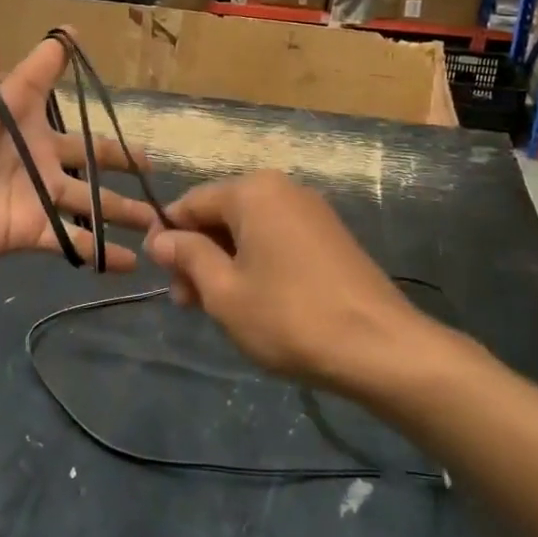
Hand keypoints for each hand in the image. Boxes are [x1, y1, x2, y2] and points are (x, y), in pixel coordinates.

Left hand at [0, 26, 156, 284]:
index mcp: (11, 111)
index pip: (42, 76)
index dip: (59, 57)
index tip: (77, 37)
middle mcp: (33, 150)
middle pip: (87, 149)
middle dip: (118, 154)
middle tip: (149, 160)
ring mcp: (36, 192)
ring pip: (93, 197)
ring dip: (125, 207)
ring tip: (158, 218)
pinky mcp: (30, 229)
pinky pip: (75, 240)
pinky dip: (103, 252)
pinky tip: (132, 261)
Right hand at [145, 172, 429, 392]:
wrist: (380, 347)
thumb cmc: (289, 317)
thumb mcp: (224, 291)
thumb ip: (188, 256)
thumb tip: (160, 238)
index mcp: (253, 191)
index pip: (191, 202)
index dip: (168, 235)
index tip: (157, 273)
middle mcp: (282, 189)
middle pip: (221, 214)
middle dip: (198, 253)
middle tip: (186, 302)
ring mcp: (311, 211)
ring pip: (249, 230)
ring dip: (225, 262)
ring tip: (216, 308)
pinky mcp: (330, 236)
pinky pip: (277, 239)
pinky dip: (256, 263)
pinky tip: (253, 301)